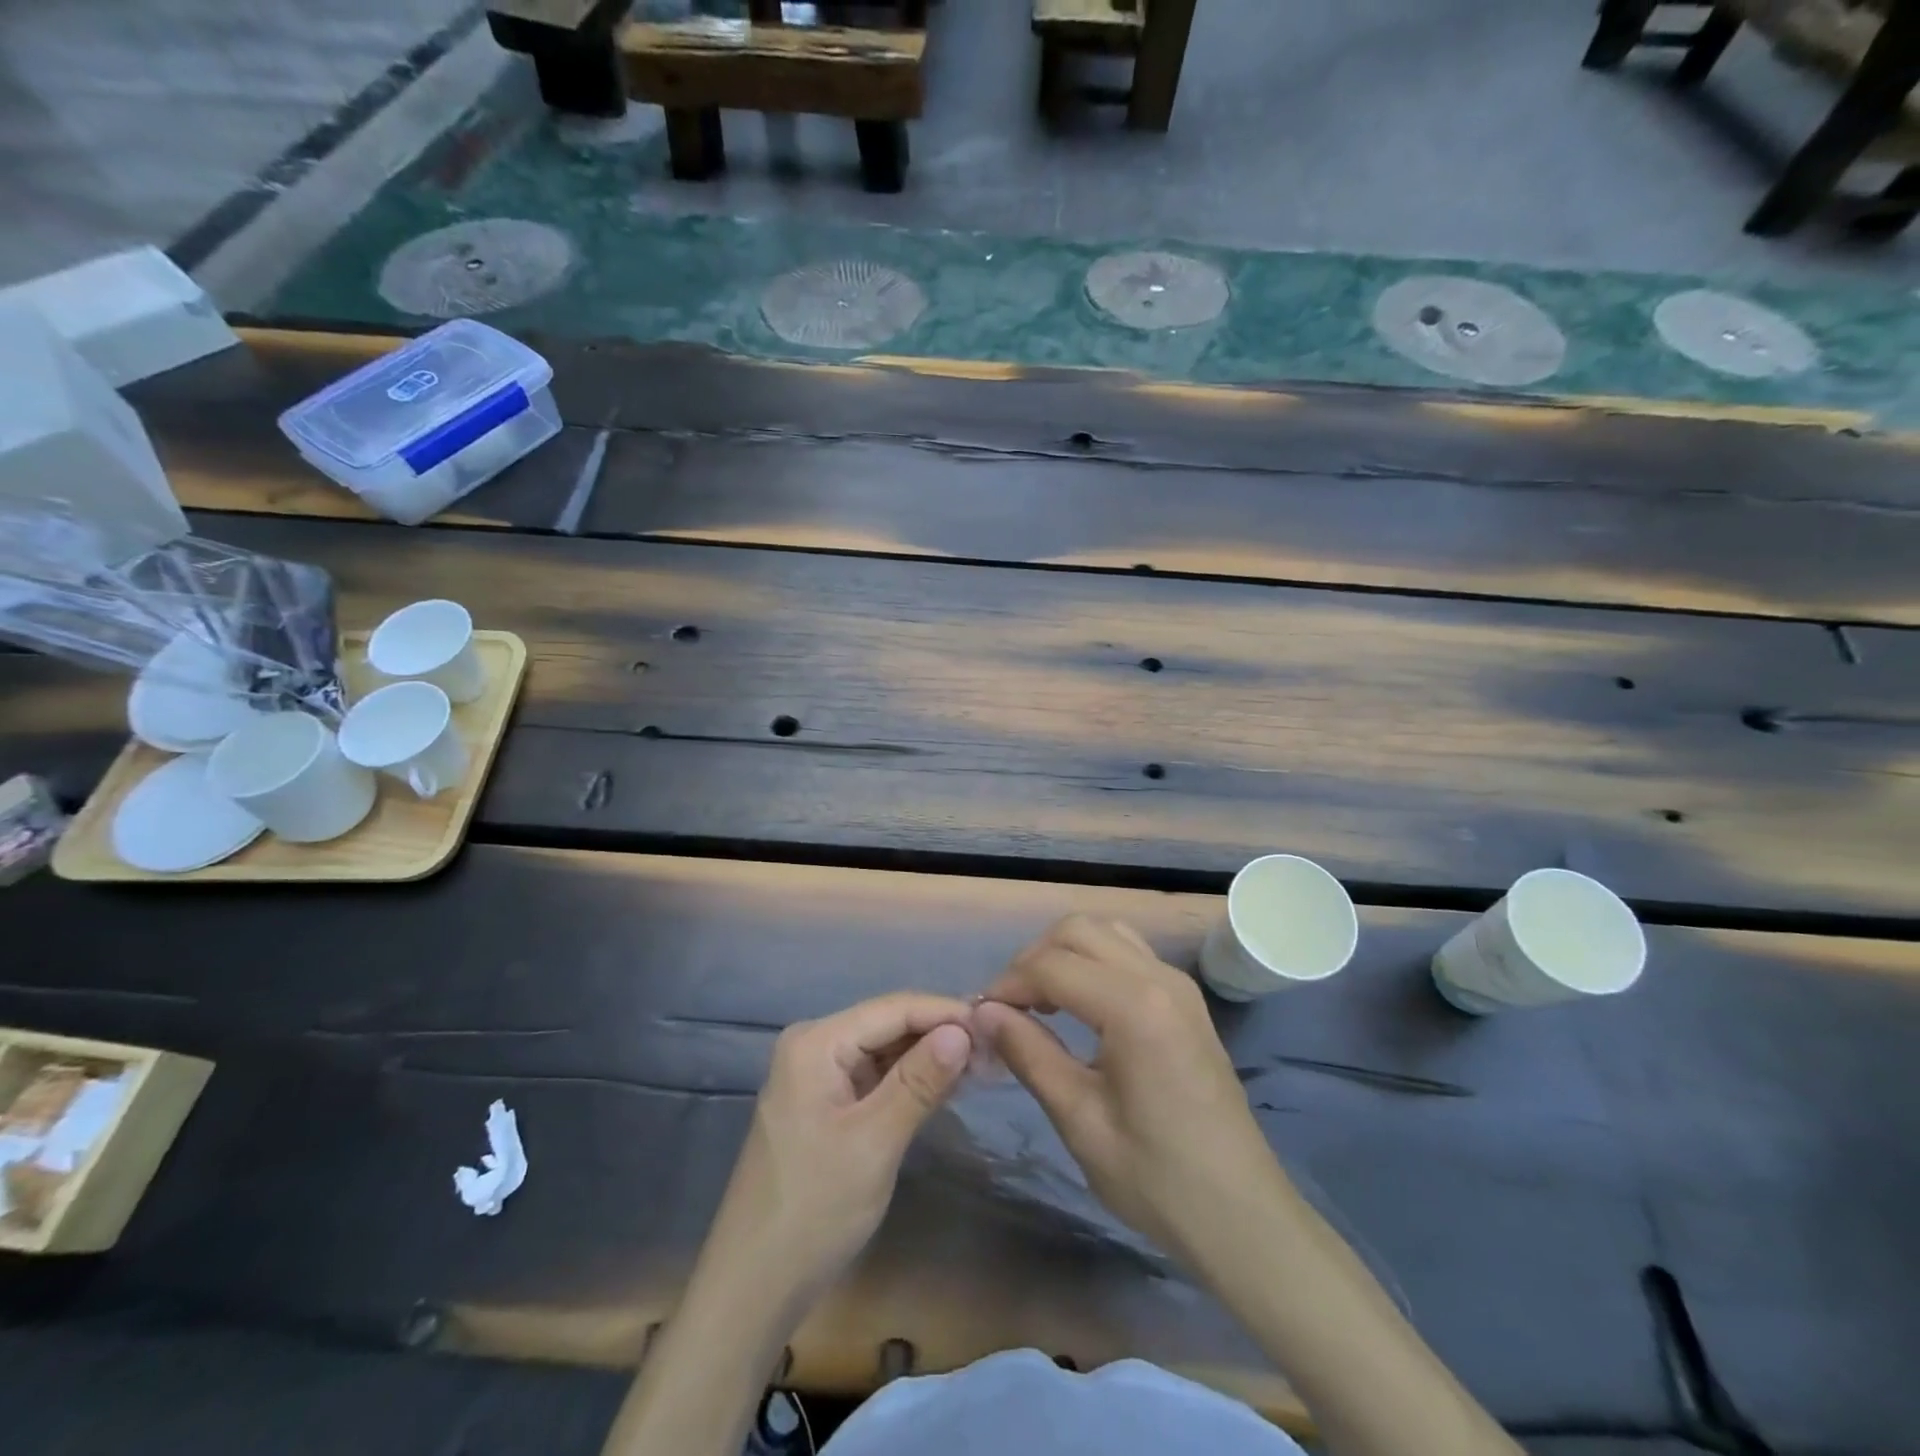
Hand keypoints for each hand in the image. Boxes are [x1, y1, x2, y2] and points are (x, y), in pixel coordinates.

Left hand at [702, 993, 973, 1313]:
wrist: (752, 1288)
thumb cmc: (813, 1210)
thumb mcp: (875, 1142)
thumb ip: (919, 1081)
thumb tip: (964, 1029)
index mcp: (816, 1042)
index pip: (893, 1008)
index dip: (946, 1012)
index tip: (997, 1024)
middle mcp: (815, 1045)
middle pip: (889, 1024)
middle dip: (941, 1034)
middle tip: (997, 1049)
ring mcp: (818, 1075)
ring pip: (885, 1051)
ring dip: (930, 1057)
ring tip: (983, 1065)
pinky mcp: (825, 1104)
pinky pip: (875, 1077)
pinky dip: (910, 1081)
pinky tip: (948, 1086)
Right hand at [974, 915, 1289, 1264]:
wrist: (1243, 1216)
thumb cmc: (1157, 1178)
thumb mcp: (1080, 1120)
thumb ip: (1029, 1054)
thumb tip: (984, 1012)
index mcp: (1133, 1006)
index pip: (1051, 964)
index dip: (1008, 984)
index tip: (983, 1017)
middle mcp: (1158, 977)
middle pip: (1078, 930)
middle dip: (1034, 959)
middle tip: (1010, 1008)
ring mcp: (1178, 983)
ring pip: (1105, 932)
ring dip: (1065, 954)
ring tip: (1042, 1003)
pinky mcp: (1186, 999)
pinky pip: (1129, 952)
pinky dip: (1093, 962)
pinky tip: (1080, 1007)